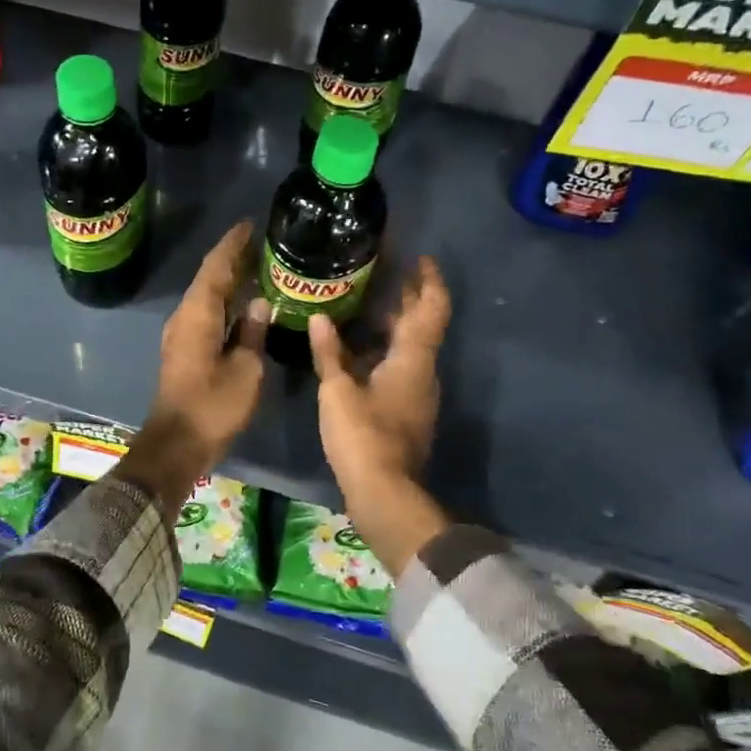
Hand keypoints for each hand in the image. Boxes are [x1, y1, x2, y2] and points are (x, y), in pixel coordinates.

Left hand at [116, 222, 267, 520]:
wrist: (177, 444)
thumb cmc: (214, 406)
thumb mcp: (245, 369)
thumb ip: (252, 333)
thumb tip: (259, 304)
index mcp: (198, 314)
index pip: (216, 267)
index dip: (233, 244)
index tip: (250, 224)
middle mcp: (184, 317)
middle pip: (209, 278)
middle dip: (232, 259)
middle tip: (261, 242)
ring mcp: (181, 334)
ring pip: (206, 296)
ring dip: (228, 280)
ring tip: (257, 266)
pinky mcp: (184, 351)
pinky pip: (205, 314)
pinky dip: (223, 302)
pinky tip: (242, 304)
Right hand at [308, 257, 452, 574]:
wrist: (383, 493)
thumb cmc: (363, 435)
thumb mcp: (337, 390)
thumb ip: (329, 352)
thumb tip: (319, 317)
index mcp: (413, 359)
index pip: (431, 308)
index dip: (428, 280)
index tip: (419, 257)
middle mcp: (422, 372)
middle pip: (421, 326)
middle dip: (406, 298)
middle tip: (381, 274)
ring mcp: (416, 394)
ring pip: (408, 349)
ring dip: (392, 326)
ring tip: (361, 306)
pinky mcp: (405, 412)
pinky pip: (397, 369)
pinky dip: (381, 352)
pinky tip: (354, 351)